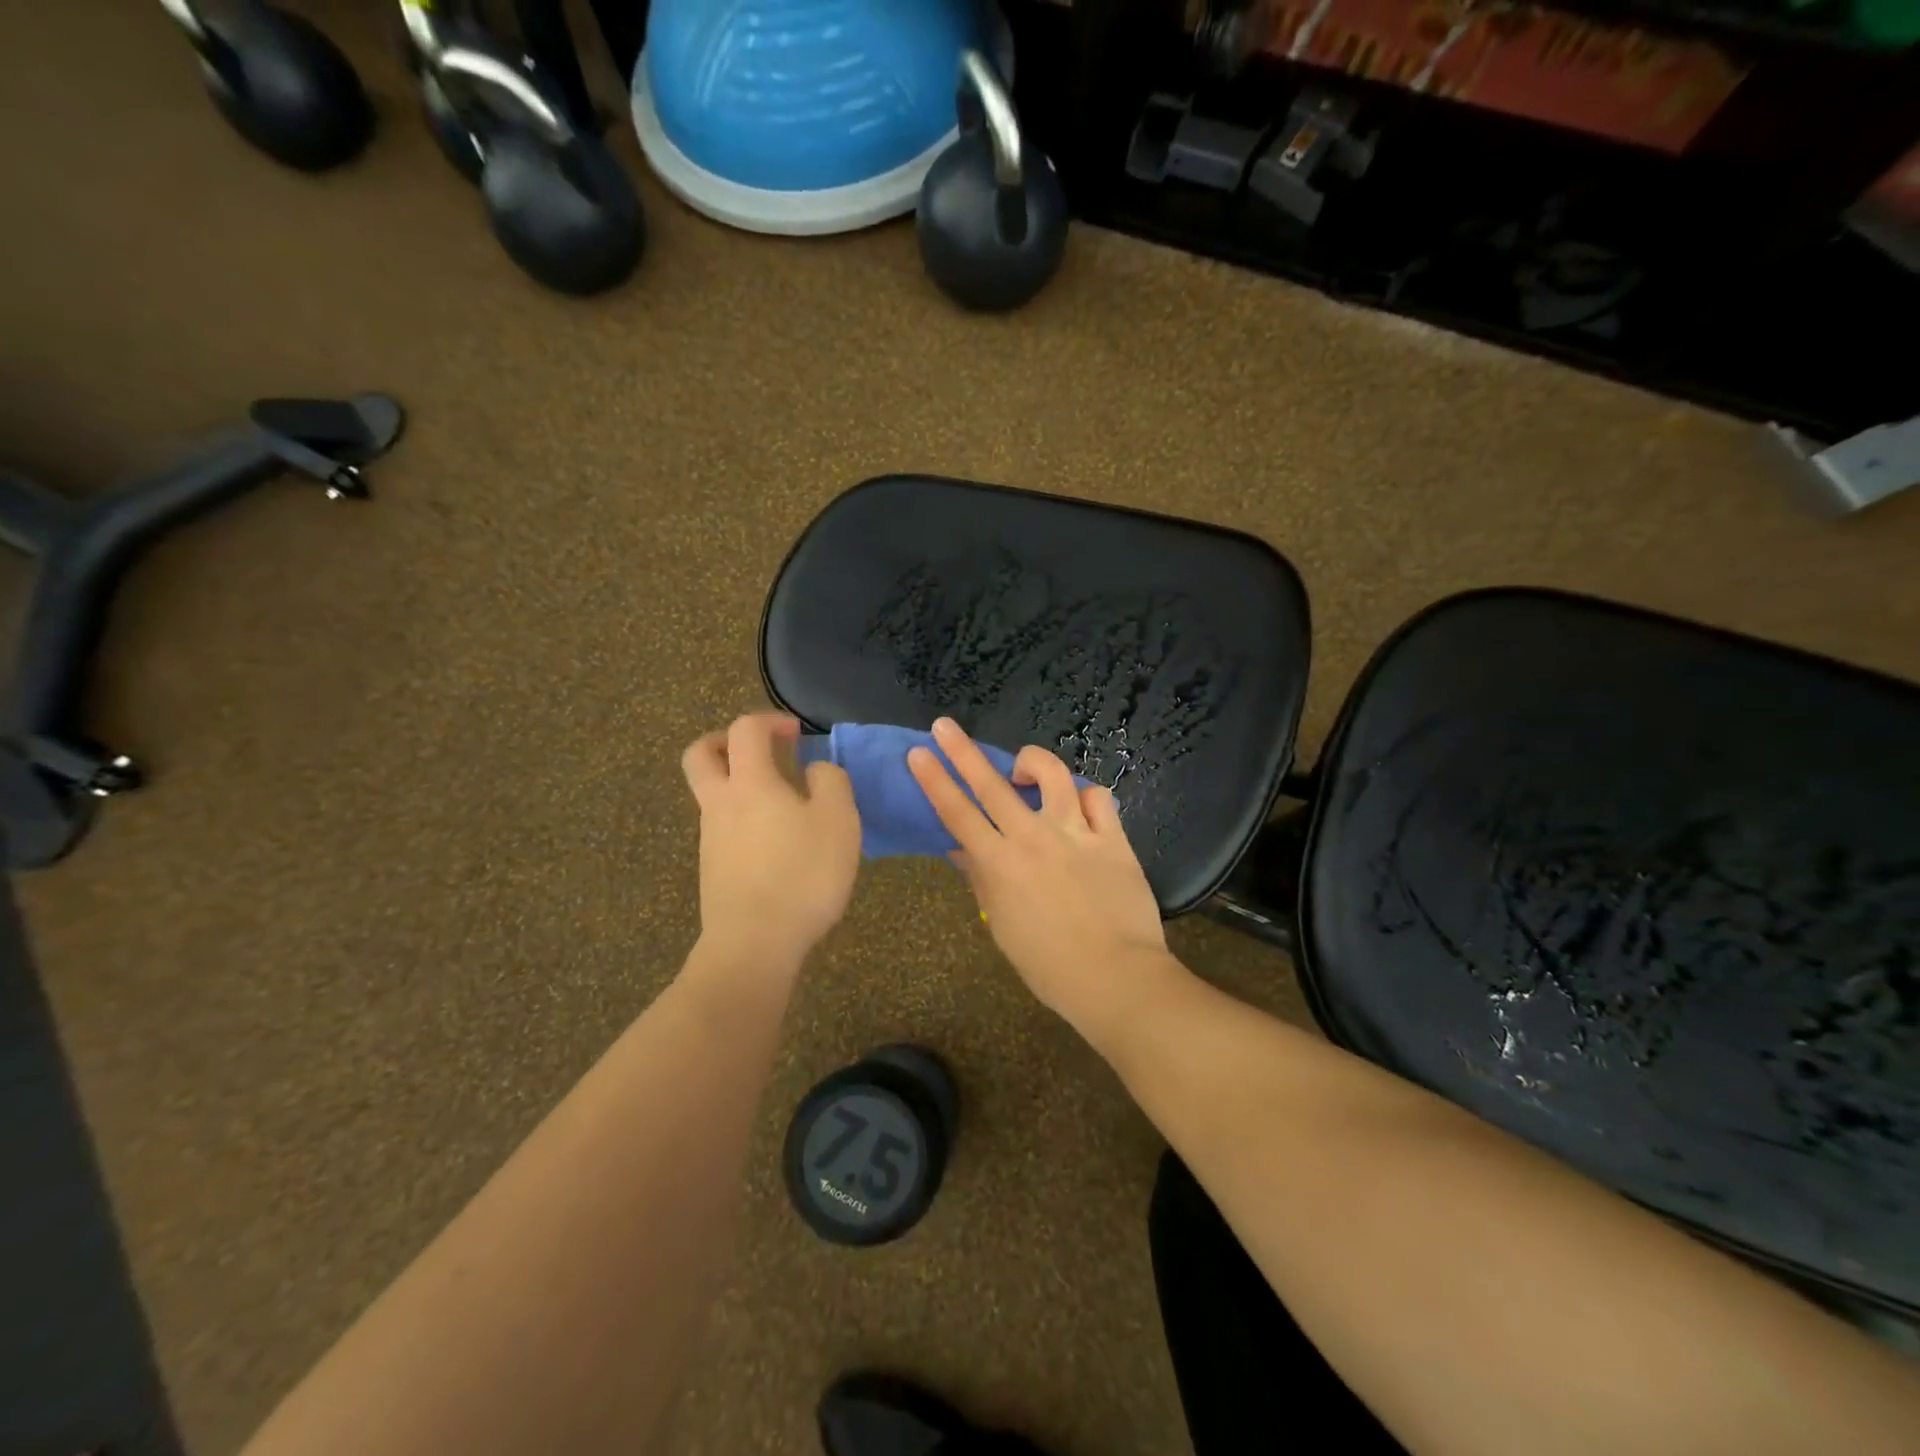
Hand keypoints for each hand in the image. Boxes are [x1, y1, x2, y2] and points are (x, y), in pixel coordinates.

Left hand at [682, 713, 860, 966]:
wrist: (755, 943)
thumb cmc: (802, 873)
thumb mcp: (839, 820)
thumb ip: (831, 782)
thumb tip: (815, 770)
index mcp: (750, 783)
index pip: (745, 730)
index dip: (770, 721)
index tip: (798, 734)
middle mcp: (721, 803)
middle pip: (701, 755)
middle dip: (726, 741)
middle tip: (759, 750)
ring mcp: (710, 838)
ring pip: (711, 794)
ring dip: (739, 784)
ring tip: (783, 804)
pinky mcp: (713, 869)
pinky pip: (723, 828)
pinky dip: (744, 819)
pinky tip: (777, 843)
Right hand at [907, 718, 1173, 1037]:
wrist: (1116, 977)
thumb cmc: (1050, 965)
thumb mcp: (1003, 927)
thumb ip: (982, 882)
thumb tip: (962, 851)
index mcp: (1000, 864)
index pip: (957, 813)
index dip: (934, 780)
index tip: (919, 753)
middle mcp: (1033, 837)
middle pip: (991, 783)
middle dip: (962, 750)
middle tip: (945, 725)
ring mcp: (1075, 832)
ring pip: (1052, 774)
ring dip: (1032, 762)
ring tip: (1024, 768)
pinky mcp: (1112, 837)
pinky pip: (1097, 797)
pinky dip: (1084, 795)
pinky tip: (1079, 805)